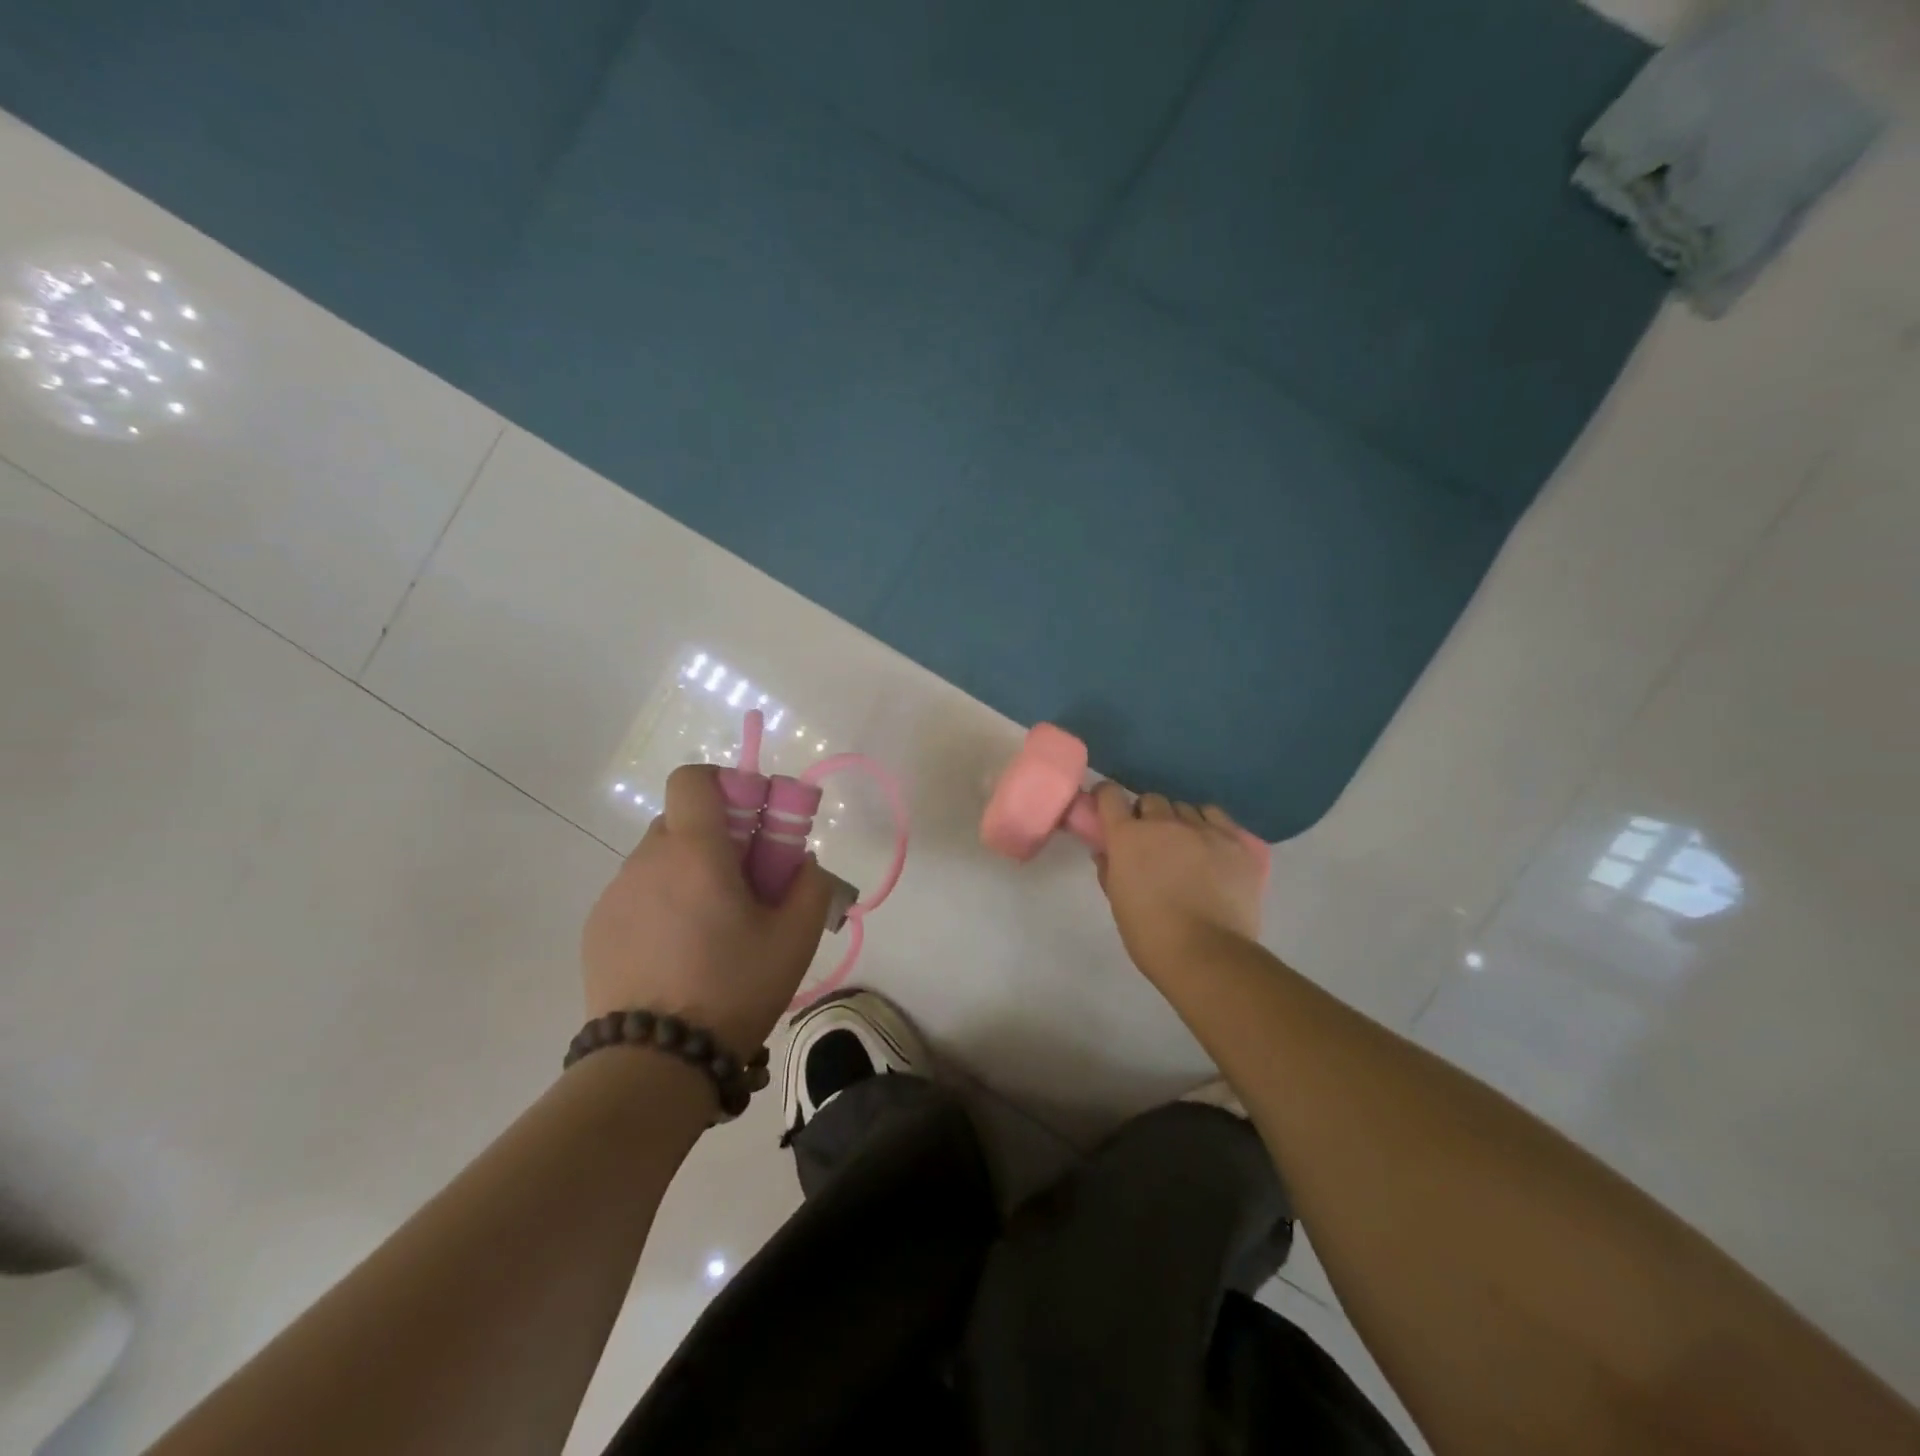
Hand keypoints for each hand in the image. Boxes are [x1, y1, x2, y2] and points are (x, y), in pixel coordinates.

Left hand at [581, 764, 835, 1059]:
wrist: (654, 1062)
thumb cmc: (733, 988)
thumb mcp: (795, 939)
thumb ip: (810, 885)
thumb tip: (801, 861)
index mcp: (695, 851)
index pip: (693, 778)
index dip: (725, 784)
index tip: (751, 822)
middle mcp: (647, 860)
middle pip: (680, 820)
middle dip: (715, 837)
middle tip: (744, 884)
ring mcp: (615, 895)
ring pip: (658, 859)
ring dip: (687, 873)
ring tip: (710, 929)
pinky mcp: (596, 928)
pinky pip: (636, 894)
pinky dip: (660, 904)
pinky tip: (677, 953)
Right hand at [1092, 782, 1265, 972]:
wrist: (1206, 954)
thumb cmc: (1150, 933)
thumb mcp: (1117, 901)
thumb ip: (1109, 869)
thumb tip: (1106, 852)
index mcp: (1128, 837)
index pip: (1110, 795)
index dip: (1106, 797)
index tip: (1107, 807)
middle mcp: (1164, 823)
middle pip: (1151, 800)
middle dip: (1147, 816)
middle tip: (1150, 841)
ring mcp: (1203, 829)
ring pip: (1185, 808)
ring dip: (1178, 821)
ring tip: (1184, 846)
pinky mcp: (1235, 841)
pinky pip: (1217, 817)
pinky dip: (1209, 826)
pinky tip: (1210, 846)